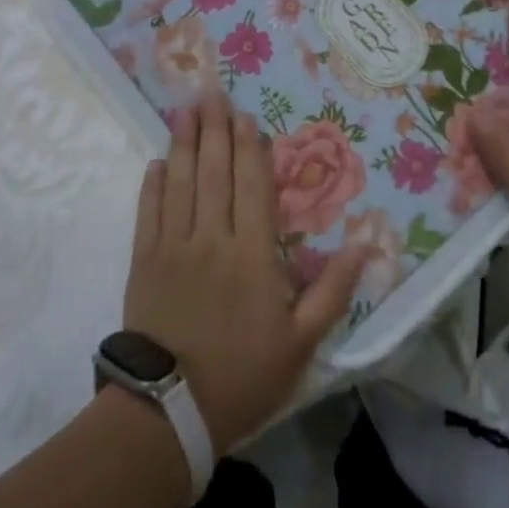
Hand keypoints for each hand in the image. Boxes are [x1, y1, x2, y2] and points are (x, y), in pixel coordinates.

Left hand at [125, 93, 364, 452]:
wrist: (169, 413)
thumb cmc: (243, 376)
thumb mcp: (302, 342)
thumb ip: (333, 291)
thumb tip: (364, 244)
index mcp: (253, 255)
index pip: (253, 187)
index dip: (250, 149)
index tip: (246, 117)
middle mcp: (213, 239)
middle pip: (215, 173)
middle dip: (215, 130)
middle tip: (212, 94)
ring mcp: (174, 247)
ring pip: (181, 184)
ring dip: (184, 144)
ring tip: (186, 111)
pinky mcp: (144, 262)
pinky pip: (148, 213)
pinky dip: (153, 185)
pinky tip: (157, 162)